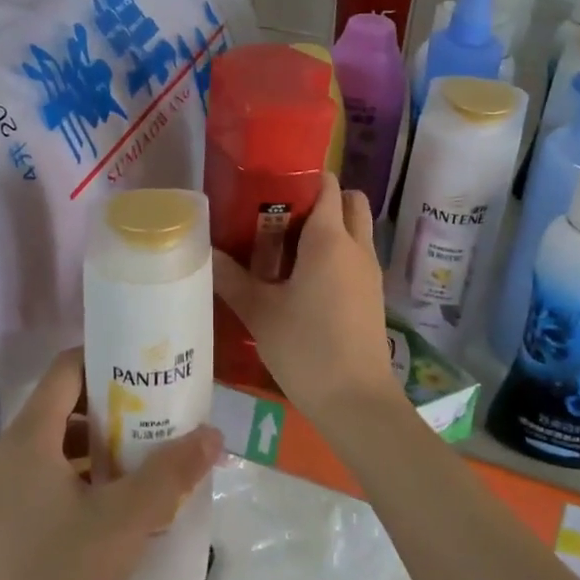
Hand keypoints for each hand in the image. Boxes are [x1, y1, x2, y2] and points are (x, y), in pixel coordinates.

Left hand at [0, 348, 221, 579]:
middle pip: (63, 403)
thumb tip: (214, 434)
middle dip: (112, 402)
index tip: (146, 364)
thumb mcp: (126, 521)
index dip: (105, 357)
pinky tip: (122, 494)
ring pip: (59, 441)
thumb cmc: (63, 579)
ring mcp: (6, 488)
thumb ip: (171, 473)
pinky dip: (86, 469)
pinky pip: (51, 472)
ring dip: (102, 439)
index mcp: (27, 438)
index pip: (65, 369)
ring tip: (148, 447)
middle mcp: (10, 453)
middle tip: (158, 406)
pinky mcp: (11, 519)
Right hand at [213, 172, 402, 423]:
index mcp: (330, 239)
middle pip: (351, 201)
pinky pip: (357, 256)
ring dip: (332, 228)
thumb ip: (231, 278)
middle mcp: (356, 246)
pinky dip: (338, 254)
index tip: (271, 188)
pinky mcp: (374, 295)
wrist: (356, 401)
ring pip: (357, 230)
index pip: (328, 185)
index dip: (303, 179)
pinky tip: (306, 281)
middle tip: (284, 217)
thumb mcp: (260, 311)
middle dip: (323, 200)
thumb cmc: (306, 347)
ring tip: (290, 250)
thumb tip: (205, 251)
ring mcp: (370, 271)